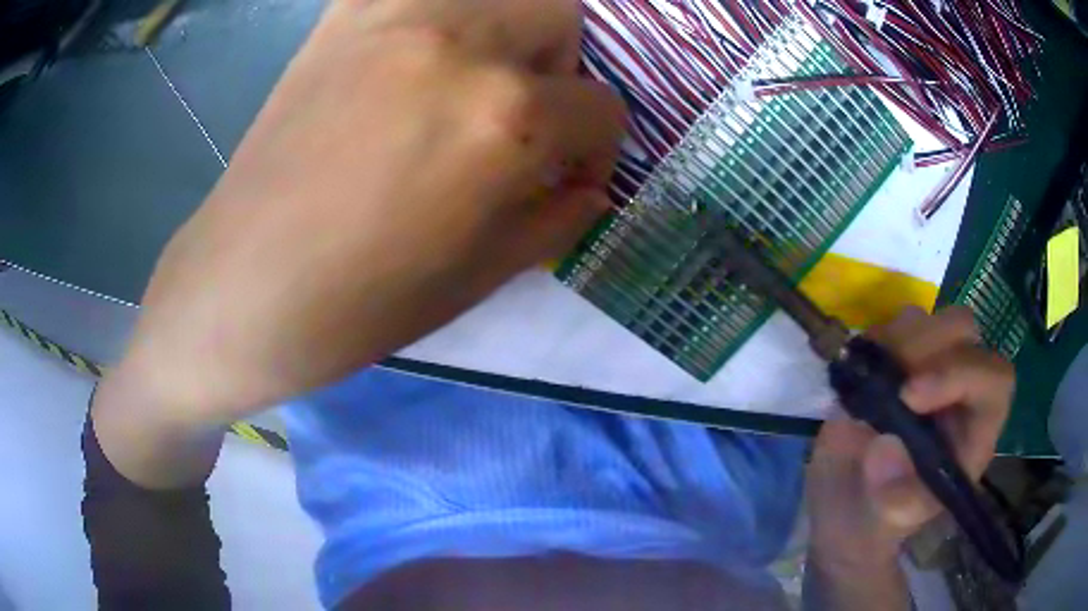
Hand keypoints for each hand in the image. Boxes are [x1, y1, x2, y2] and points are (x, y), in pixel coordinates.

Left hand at [101, 0, 625, 427]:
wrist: (248, 284)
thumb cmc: (366, 300)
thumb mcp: (486, 273)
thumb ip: (559, 215)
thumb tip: (592, 186)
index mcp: (505, 117)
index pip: (602, 108)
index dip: (599, 148)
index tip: (570, 173)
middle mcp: (463, 40)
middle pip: (564, 16)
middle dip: (564, 68)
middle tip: (528, 114)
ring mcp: (397, 13)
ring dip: (512, 31)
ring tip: (475, 80)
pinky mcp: (345, 13)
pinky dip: (448, 14)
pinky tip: (422, 56)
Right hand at [806, 307, 1013, 582]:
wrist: (842, 511)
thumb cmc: (875, 523)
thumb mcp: (886, 524)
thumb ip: (895, 499)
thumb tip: (884, 447)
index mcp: (974, 429)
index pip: (993, 379)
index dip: (961, 374)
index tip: (909, 397)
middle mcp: (957, 389)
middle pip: (965, 332)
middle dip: (928, 345)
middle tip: (890, 378)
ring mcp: (924, 369)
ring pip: (928, 319)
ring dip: (896, 340)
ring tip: (867, 379)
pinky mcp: (891, 363)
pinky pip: (890, 327)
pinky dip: (872, 341)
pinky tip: (855, 373)